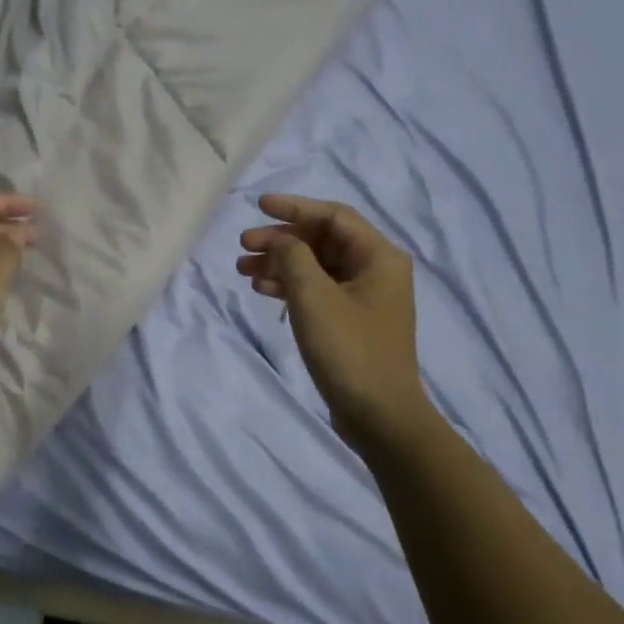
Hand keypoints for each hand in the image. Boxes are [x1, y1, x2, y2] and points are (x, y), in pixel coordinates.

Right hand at [237, 194, 430, 449]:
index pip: (333, 216)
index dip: (294, 207)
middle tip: (244, 245)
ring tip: (243, 270)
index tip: (258, 206)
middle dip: (282, 239)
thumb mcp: (314, 297)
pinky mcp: (352, 320)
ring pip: (316, 265)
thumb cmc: (350, 350)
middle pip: (322, 240)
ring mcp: (365, 297)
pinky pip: (318, 289)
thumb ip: (293, 257)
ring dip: (281, 263)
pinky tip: (264, 290)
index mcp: (379, 257)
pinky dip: (291, 286)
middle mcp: (376, 270)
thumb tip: (281, 241)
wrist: (380, 417)